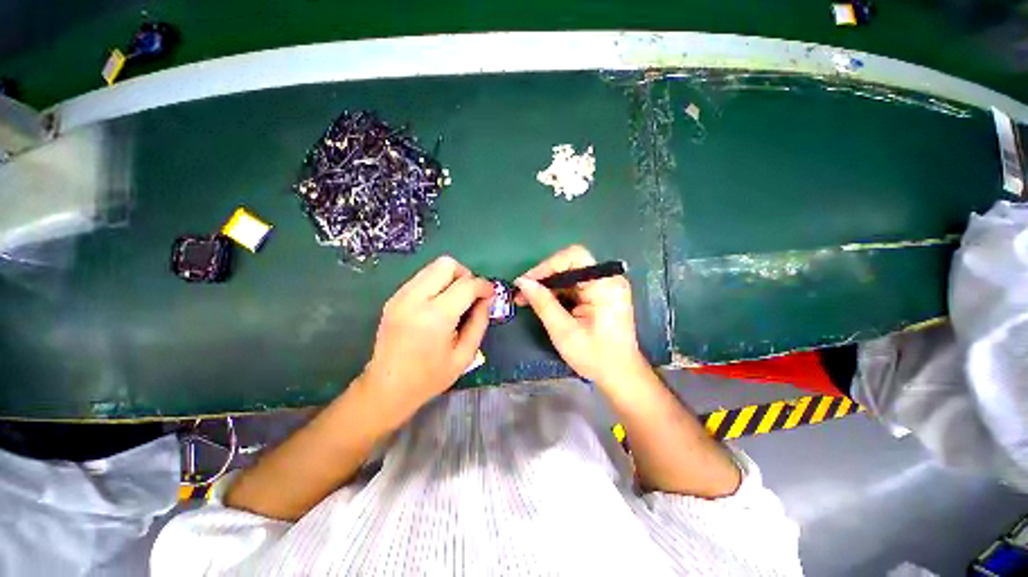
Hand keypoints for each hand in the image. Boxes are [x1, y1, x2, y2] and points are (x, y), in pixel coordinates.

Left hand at [358, 255, 492, 426]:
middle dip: (465, 275)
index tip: (490, 294)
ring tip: (455, 299)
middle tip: (470, 294)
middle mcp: (415, 299)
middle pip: (446, 264)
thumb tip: (486, 299)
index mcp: (435, 317)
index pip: (466, 285)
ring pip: (432, 267)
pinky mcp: (393, 298)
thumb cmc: (430, 377)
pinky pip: (421, 277)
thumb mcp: (465, 355)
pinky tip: (438, 304)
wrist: (387, 387)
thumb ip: (479, 322)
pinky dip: (436, 284)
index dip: (483, 286)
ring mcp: (400, 296)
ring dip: (450, 277)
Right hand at [514, 245, 649, 389]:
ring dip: (548, 287)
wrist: (620, 375)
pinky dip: (557, 294)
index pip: (574, 257)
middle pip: (570, 265)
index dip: (547, 266)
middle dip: (544, 278)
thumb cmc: (595, 356)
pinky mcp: (600, 295)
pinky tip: (543, 304)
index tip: (527, 282)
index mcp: (605, 285)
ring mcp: (605, 287)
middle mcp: (608, 280)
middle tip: (522, 294)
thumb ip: (543, 303)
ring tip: (527, 300)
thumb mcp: (564, 331)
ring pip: (569, 276)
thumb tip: (522, 282)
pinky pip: (574, 286)